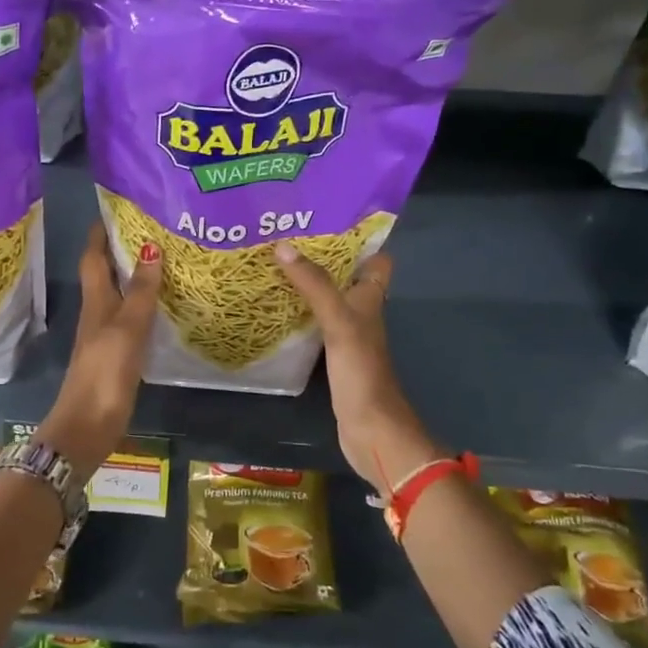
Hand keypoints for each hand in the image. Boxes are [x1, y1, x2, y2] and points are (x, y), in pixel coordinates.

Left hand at [34, 223, 161, 475]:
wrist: (88, 425)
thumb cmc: (105, 371)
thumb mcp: (126, 327)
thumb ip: (141, 291)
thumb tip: (151, 247)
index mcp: (96, 301)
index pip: (93, 257)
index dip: (100, 233)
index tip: (116, 209)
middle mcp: (98, 313)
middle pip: (106, 274)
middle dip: (122, 250)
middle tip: (152, 230)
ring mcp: (106, 336)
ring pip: (119, 296)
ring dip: (135, 277)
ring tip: (164, 261)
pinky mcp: (116, 356)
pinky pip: (130, 320)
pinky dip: (143, 306)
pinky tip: (162, 307)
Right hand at [274, 243, 441, 494]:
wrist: (371, 430)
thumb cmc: (362, 372)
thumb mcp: (339, 321)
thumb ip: (314, 285)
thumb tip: (283, 245)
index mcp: (371, 297)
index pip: (376, 257)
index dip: (358, 237)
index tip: (325, 217)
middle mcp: (362, 311)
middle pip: (346, 275)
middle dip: (320, 255)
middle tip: (284, 235)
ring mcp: (347, 335)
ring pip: (328, 298)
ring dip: (306, 282)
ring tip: (271, 262)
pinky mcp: (332, 355)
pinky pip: (314, 322)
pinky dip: (297, 312)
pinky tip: (272, 306)